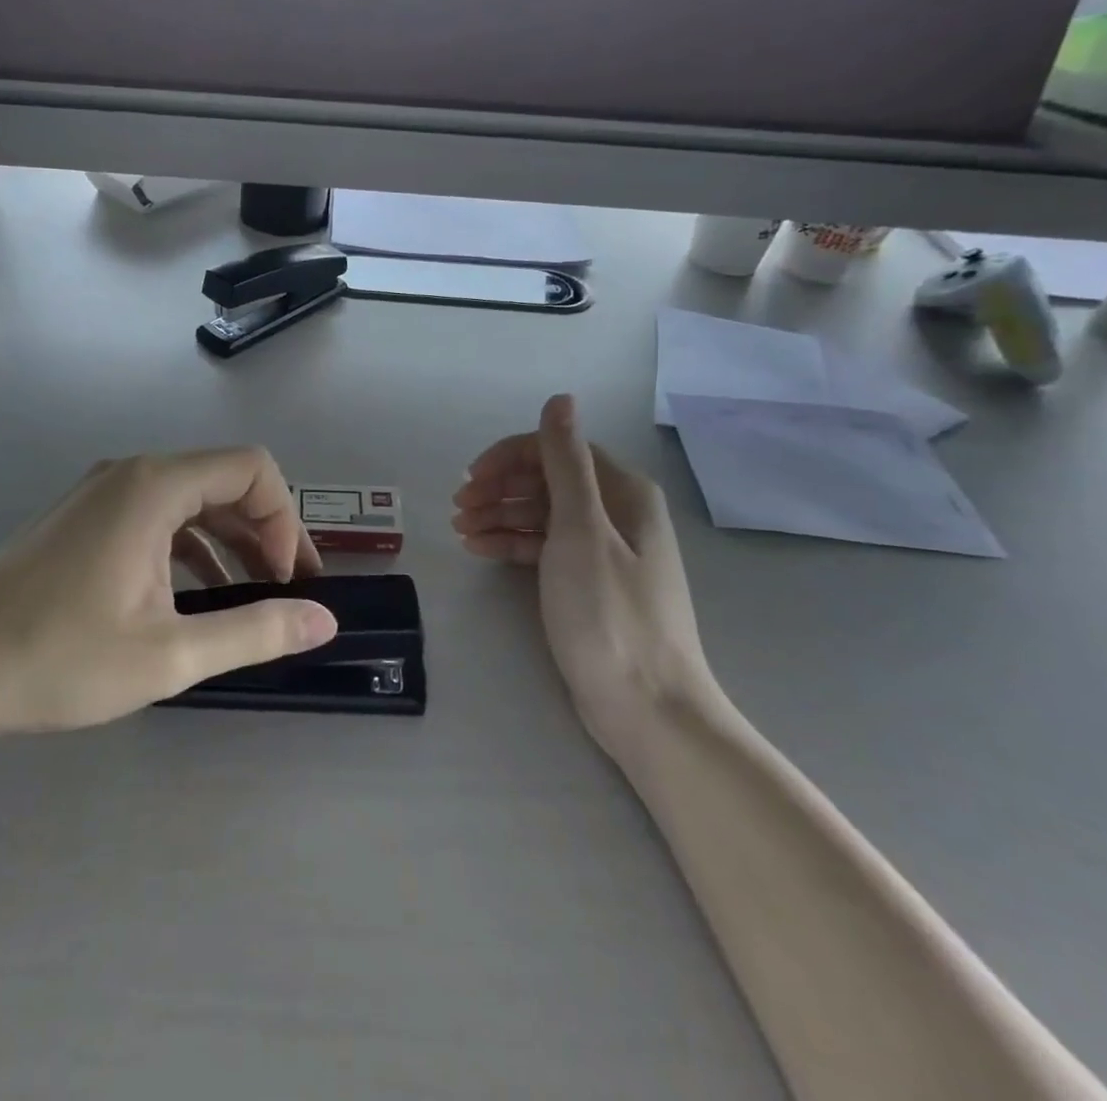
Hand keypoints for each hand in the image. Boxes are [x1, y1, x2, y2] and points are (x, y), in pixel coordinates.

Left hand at [0, 448, 337, 743]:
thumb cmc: (60, 658)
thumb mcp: (170, 654)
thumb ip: (255, 631)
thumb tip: (325, 620)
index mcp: (154, 486)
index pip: (252, 468)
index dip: (285, 519)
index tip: (286, 580)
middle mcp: (131, 473)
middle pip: (224, 480)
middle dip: (266, 530)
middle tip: (287, 590)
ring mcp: (104, 494)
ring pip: (192, 500)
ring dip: (231, 541)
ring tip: (253, 596)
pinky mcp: (86, 519)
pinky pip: (158, 517)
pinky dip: (191, 547)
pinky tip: (199, 597)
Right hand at [453, 394, 714, 765]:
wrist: (647, 708)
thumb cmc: (608, 614)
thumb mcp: (580, 530)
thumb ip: (565, 463)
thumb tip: (560, 399)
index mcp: (622, 492)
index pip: (557, 451)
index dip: (509, 458)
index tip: (470, 480)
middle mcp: (617, 513)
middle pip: (548, 481)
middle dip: (500, 488)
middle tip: (459, 508)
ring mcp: (605, 550)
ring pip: (543, 515)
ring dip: (501, 515)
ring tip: (461, 530)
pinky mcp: (591, 583)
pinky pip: (546, 547)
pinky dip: (513, 544)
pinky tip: (482, 549)